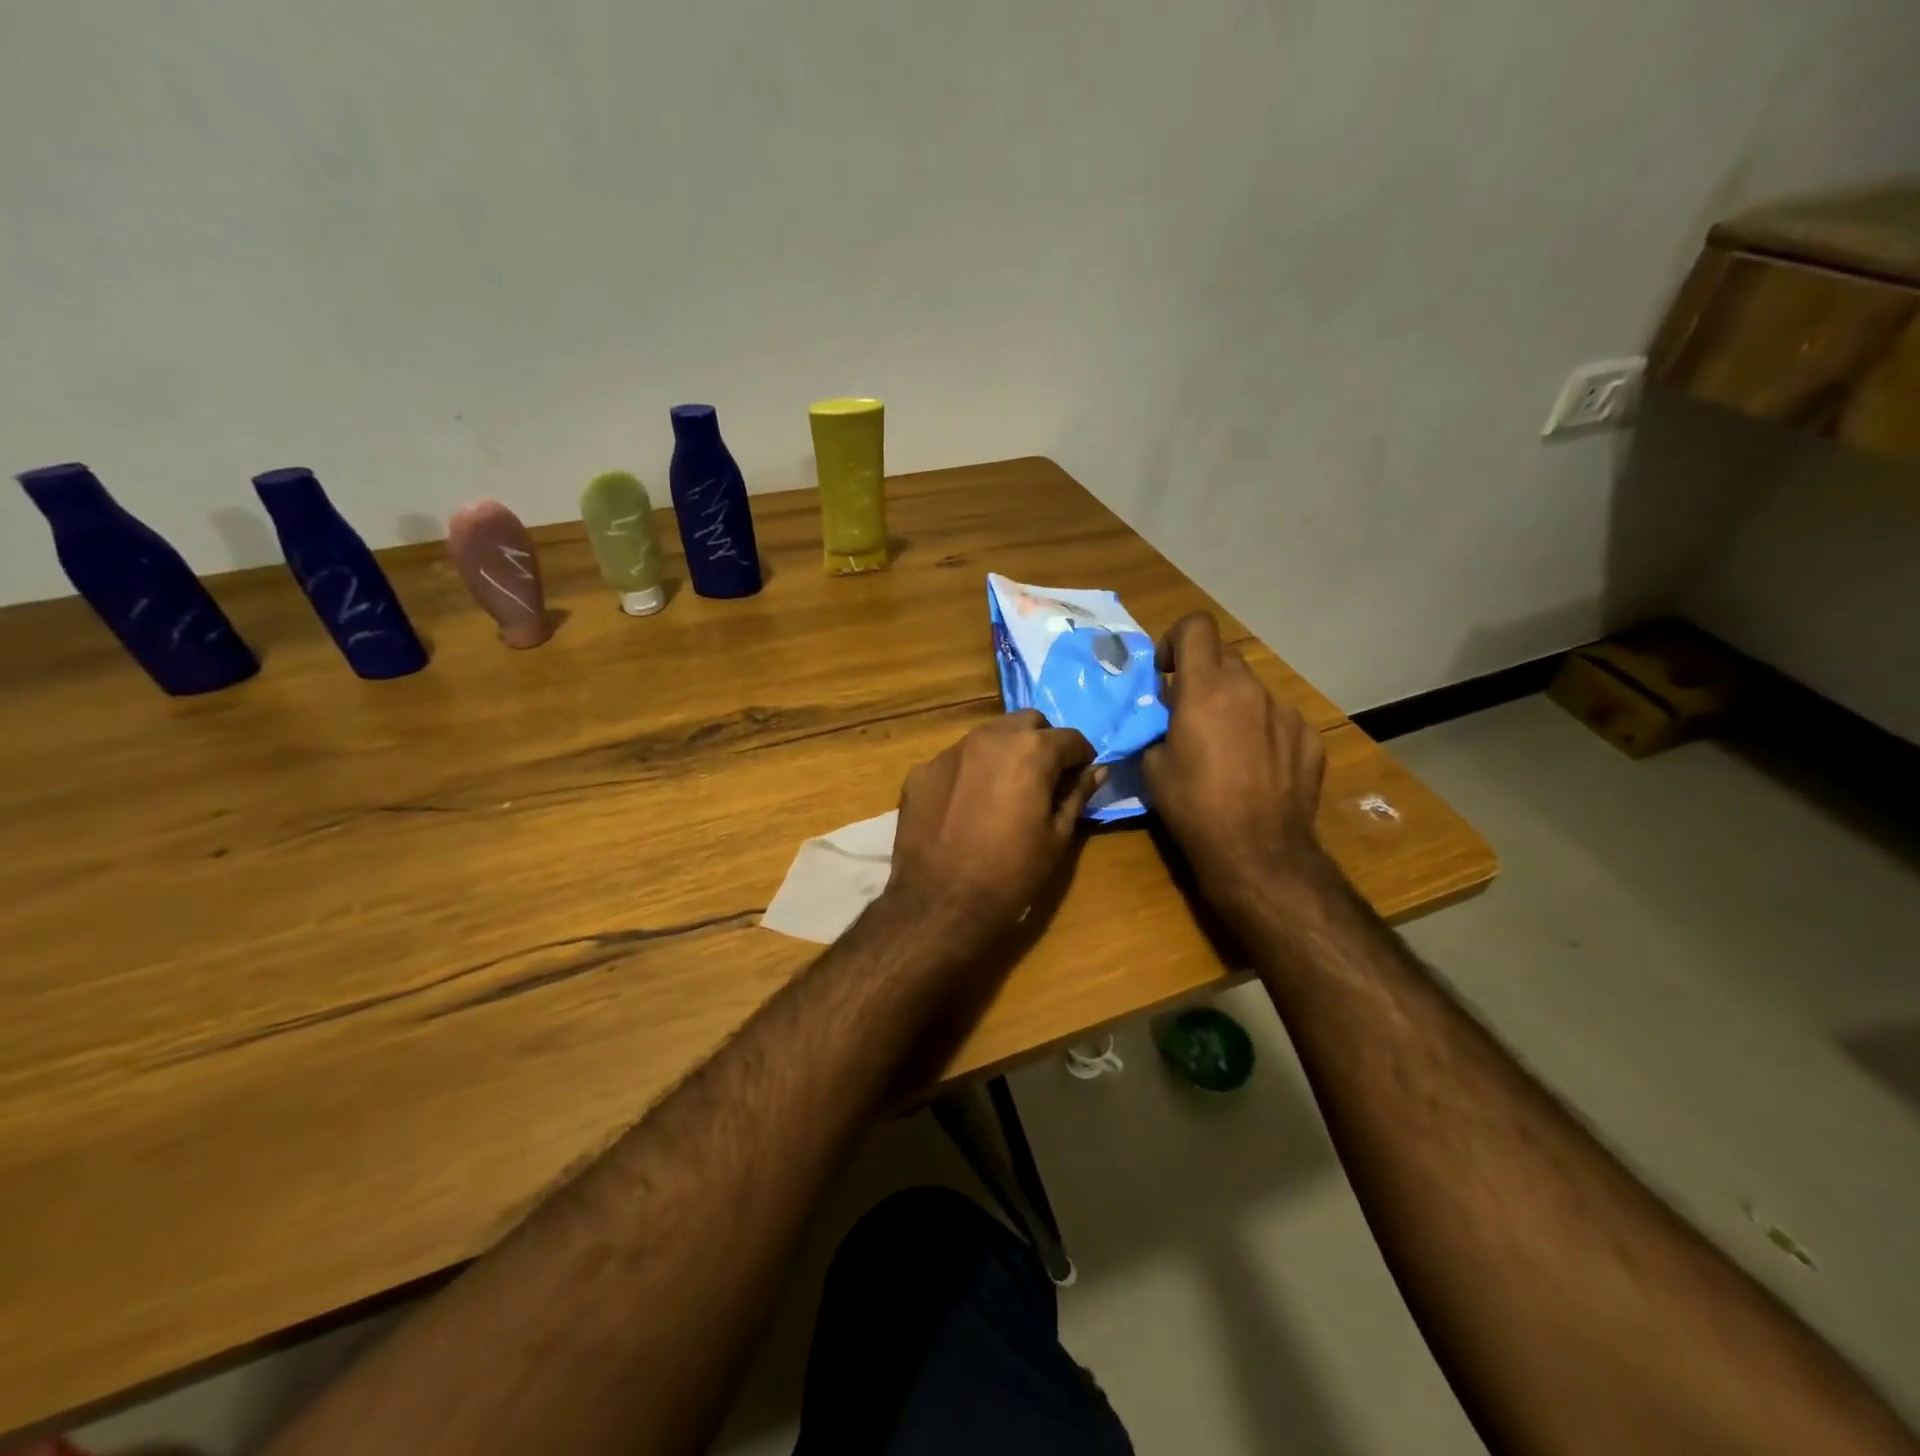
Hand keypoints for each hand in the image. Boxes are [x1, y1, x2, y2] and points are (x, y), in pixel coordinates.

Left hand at [887, 711, 1101, 936]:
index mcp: (1030, 750)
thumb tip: (1098, 770)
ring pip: (988, 736)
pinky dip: (969, 773)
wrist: (940, 903)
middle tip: (1044, 779)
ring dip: (1004, 753)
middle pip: (1026, 723)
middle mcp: (989, 738)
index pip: (1069, 738)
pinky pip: (955, 761)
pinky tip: (966, 807)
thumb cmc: (1011, 873)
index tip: (1080, 778)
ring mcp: (949, 752)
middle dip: (1042, 743)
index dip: (1081, 758)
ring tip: (1004, 790)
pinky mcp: (920, 771)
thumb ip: (1078, 794)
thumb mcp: (1057, 836)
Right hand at [1142, 613, 1328, 911]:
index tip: (1167, 672)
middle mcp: (1249, 689)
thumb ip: (1158, 727)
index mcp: (1206, 689)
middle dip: (1204, 676)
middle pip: (1225, 657)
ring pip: (1253, 690)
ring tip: (1227, 747)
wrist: (1257, 851)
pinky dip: (1263, 732)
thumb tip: (1167, 718)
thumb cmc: (1193, 807)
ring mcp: (1285, 712)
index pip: (1196, 626)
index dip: (1177, 639)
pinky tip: (1258, 768)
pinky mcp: (1310, 738)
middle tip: (1191, 714)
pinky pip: (1279, 720)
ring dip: (1234, 704)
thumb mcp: (1153, 766)